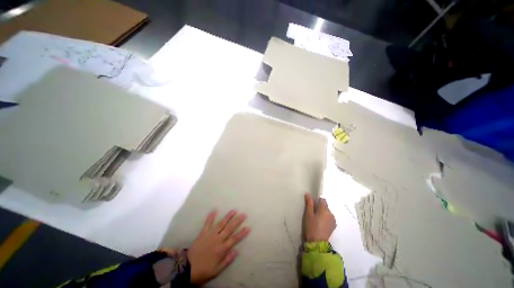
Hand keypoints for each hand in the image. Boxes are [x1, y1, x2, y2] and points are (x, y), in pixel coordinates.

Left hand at [187, 209, 250, 284]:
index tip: (248, 227)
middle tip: (244, 214)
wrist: (187, 269)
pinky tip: (214, 210)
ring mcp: (210, 234)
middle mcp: (218, 239)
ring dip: (228, 217)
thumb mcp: (217, 270)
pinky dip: (211, 217)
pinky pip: (208, 223)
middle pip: (229, 228)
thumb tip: (236, 251)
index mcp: (222, 249)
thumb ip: (227, 260)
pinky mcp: (203, 233)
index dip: (242, 233)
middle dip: (237, 221)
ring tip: (234, 210)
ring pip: (221, 224)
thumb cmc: (204, 270)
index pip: (234, 239)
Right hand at [302, 193, 334, 242]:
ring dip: (323, 213)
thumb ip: (309, 203)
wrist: (317, 242)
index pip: (322, 200)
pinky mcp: (334, 226)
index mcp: (324, 209)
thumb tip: (308, 194)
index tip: (312, 206)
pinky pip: (329, 218)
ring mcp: (333, 220)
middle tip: (313, 214)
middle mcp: (331, 213)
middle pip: (325, 206)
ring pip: (327, 212)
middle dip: (319, 208)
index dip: (317, 201)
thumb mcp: (308, 214)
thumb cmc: (311, 226)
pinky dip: (325, 218)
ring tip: (316, 220)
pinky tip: (320, 224)